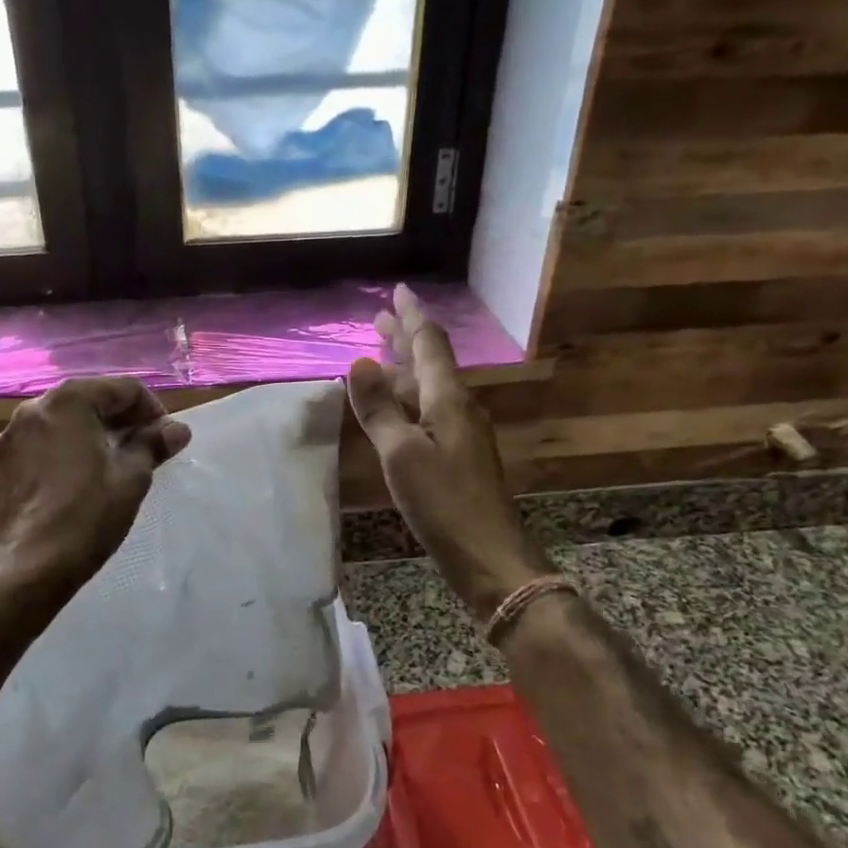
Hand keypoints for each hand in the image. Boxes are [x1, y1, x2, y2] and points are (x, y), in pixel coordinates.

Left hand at [0, 377, 190, 583]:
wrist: (32, 565)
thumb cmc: (89, 513)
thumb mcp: (132, 476)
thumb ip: (154, 443)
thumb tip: (177, 429)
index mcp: (69, 400)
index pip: (123, 389)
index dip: (151, 410)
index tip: (164, 438)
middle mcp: (32, 408)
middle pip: (88, 401)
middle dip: (118, 421)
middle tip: (140, 450)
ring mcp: (7, 437)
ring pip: (58, 424)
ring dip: (86, 436)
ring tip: (105, 467)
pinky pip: (35, 447)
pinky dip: (56, 454)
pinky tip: (69, 483)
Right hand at [347, 286, 551, 620]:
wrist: (489, 556)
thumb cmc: (444, 503)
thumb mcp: (402, 455)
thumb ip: (379, 409)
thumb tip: (357, 362)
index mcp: (448, 399)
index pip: (429, 343)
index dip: (411, 316)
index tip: (398, 290)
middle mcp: (459, 407)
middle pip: (429, 362)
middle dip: (404, 338)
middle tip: (379, 318)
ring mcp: (461, 432)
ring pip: (428, 387)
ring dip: (403, 368)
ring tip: (378, 356)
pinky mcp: (458, 455)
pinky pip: (428, 411)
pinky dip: (407, 398)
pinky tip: (394, 408)